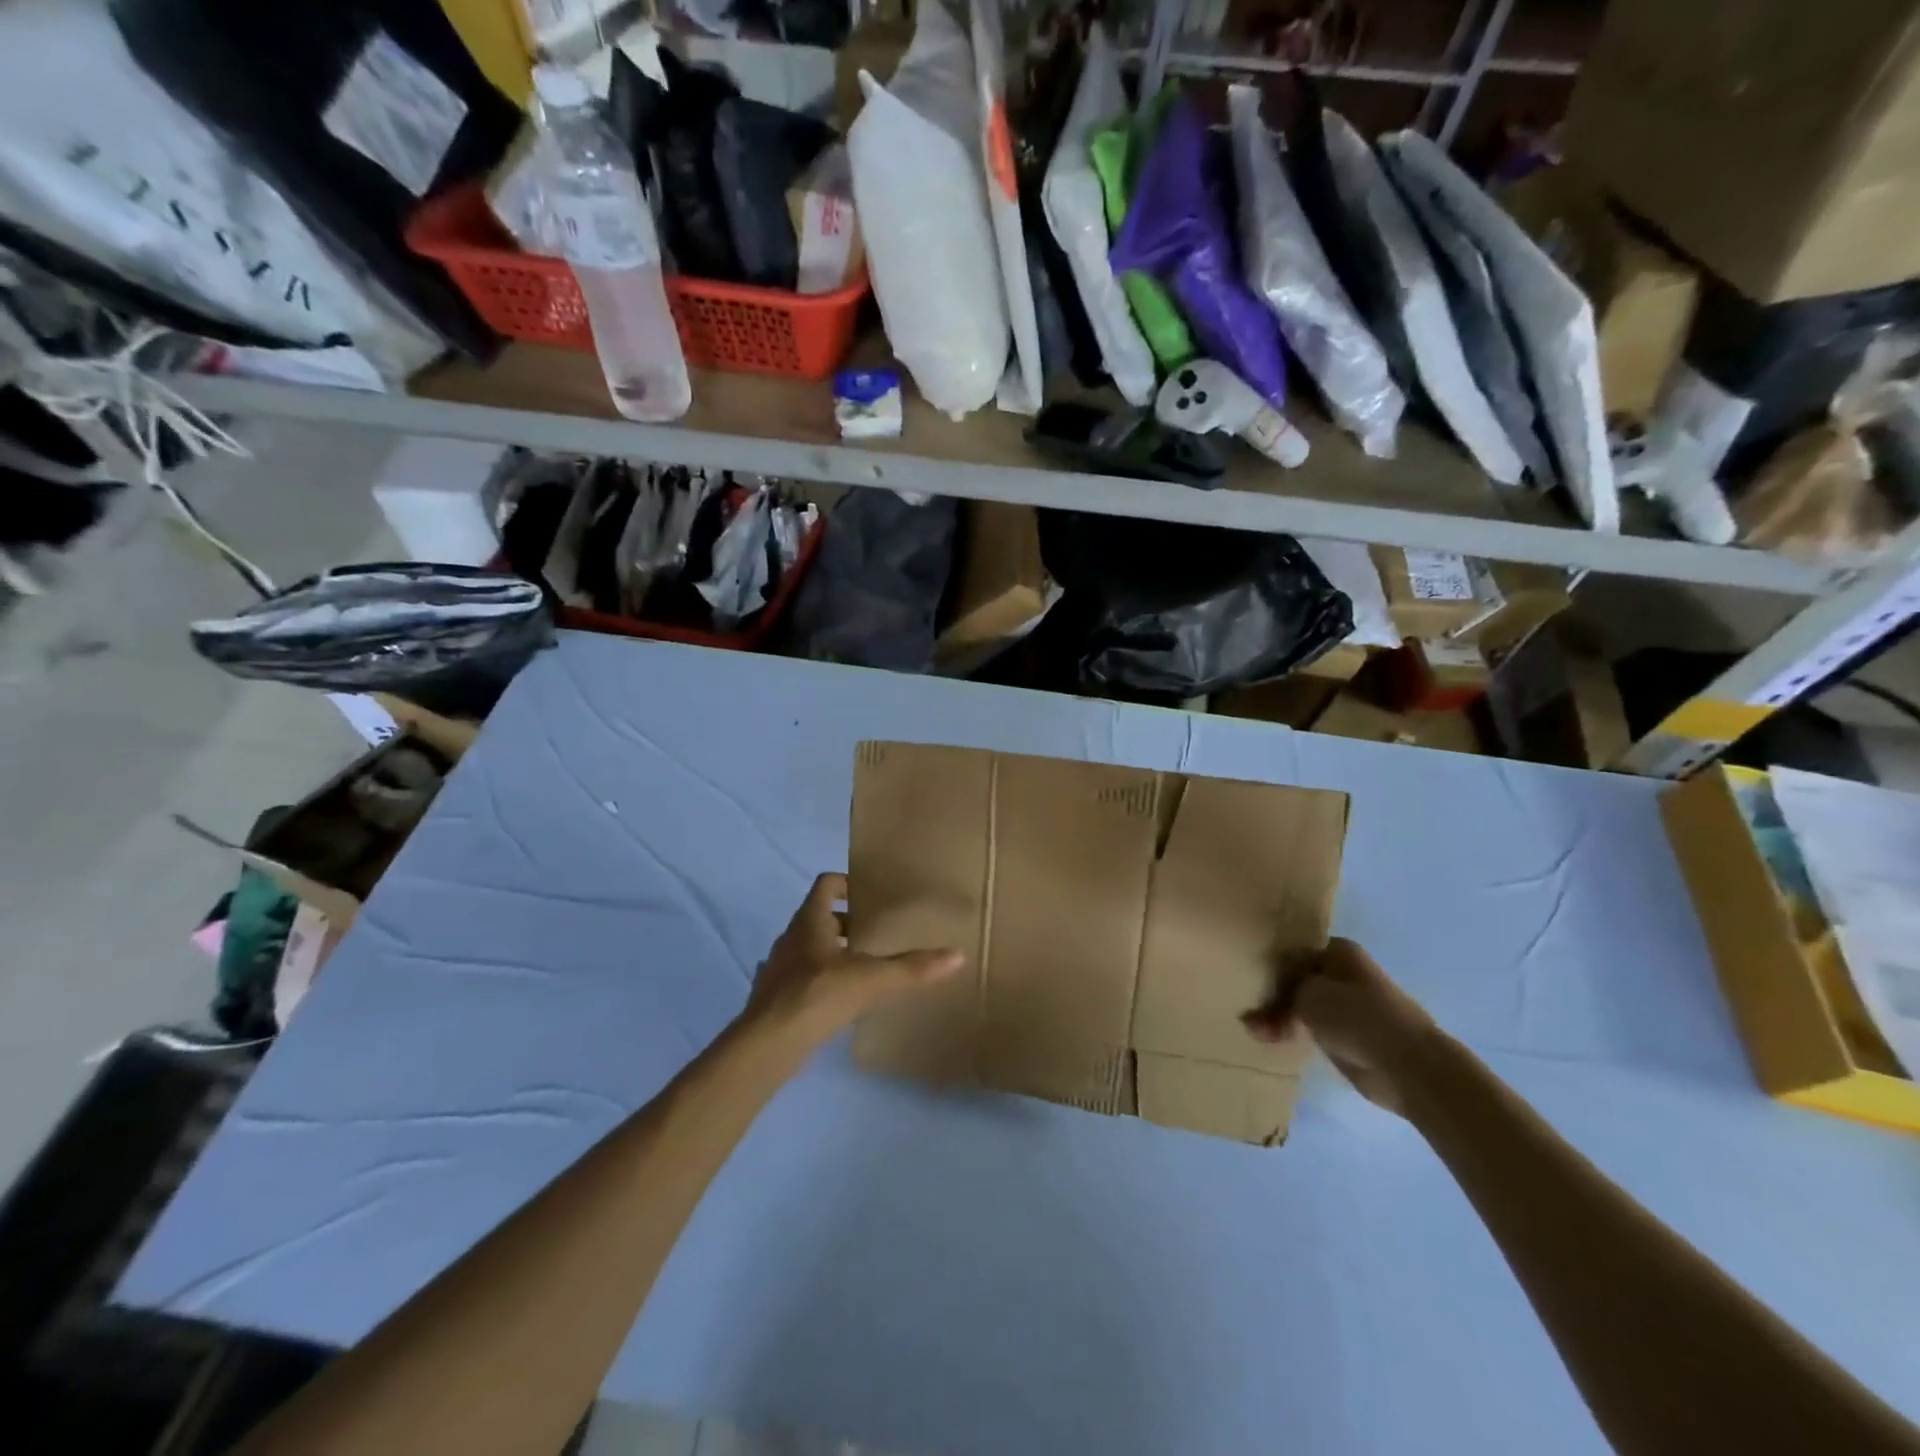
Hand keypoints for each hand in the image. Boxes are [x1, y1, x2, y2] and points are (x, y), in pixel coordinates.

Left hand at [743, 873, 963, 1043]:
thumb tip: (957, 956)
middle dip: (847, 921)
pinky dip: (820, 978)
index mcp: (810, 920)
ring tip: (863, 966)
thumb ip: (913, 968)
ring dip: (833, 951)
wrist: (769, 1043)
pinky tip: (840, 998)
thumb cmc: (819, 995)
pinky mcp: (775, 995)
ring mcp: (780, 966)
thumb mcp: (873, 979)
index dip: (846, 882)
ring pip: (810, 947)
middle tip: (876, 933)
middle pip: (819, 916)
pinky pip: (802, 975)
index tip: (869, 893)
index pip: (826, 884)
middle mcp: (791, 936)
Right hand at [1243, 939, 1437, 1114]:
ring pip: (1302, 1006)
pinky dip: (1293, 1034)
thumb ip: (1281, 995)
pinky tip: (1270, 1041)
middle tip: (1248, 1012)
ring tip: (1255, 1031)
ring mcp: (1348, 1007)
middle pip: (1297, 980)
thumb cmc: (1356, 1016)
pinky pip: (1311, 1030)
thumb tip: (1263, 1005)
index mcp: (1339, 952)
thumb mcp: (1307, 994)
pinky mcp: (1348, 1037)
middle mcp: (1344, 975)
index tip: (1248, 976)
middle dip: (1272, 996)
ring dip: (1278, 1018)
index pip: (1294, 951)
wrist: (1407, 1067)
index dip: (1270, 964)